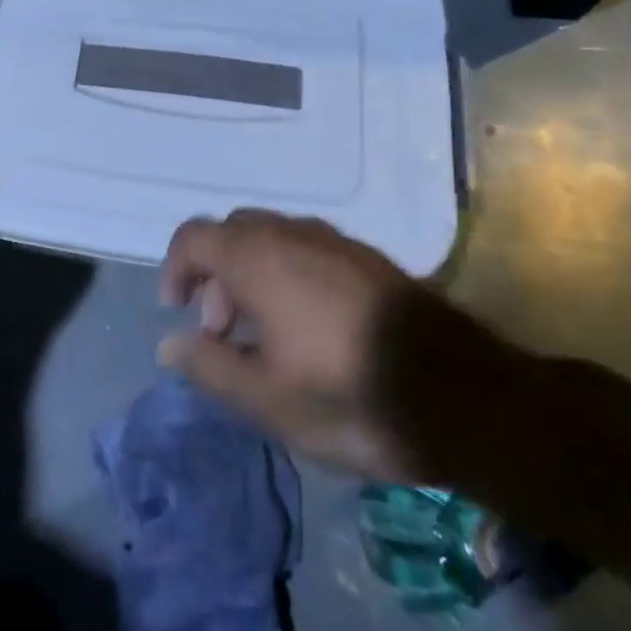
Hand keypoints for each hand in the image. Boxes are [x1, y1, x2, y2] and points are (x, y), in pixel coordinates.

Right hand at [158, 209, 519, 484]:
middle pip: (233, 234)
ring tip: (265, 334)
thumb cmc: (347, 394)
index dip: (176, 269)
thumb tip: (170, 344)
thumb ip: (209, 365)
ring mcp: (335, 242)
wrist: (459, 394)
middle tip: (224, 331)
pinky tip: (309, 327)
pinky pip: (308, 250)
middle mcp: (292, 234)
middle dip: (215, 275)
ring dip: (252, 275)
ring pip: (272, 239)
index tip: (179, 311)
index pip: (194, 237)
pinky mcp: (368, 259)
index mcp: (257, 258)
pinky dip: (288, 275)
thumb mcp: (265, 397)